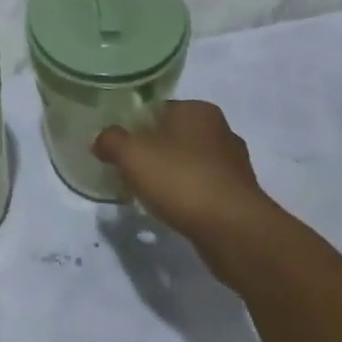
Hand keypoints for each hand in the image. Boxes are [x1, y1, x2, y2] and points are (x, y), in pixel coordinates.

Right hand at [93, 103, 273, 273]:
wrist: (234, 231)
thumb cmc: (181, 180)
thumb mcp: (131, 154)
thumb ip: (111, 140)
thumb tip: (101, 140)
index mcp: (197, 110)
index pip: (156, 109)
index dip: (133, 126)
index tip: (118, 147)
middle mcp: (220, 130)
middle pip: (173, 136)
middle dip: (152, 152)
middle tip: (128, 171)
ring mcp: (234, 164)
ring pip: (189, 163)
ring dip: (170, 176)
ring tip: (147, 194)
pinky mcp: (240, 195)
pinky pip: (203, 189)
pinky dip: (187, 196)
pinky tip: (172, 211)